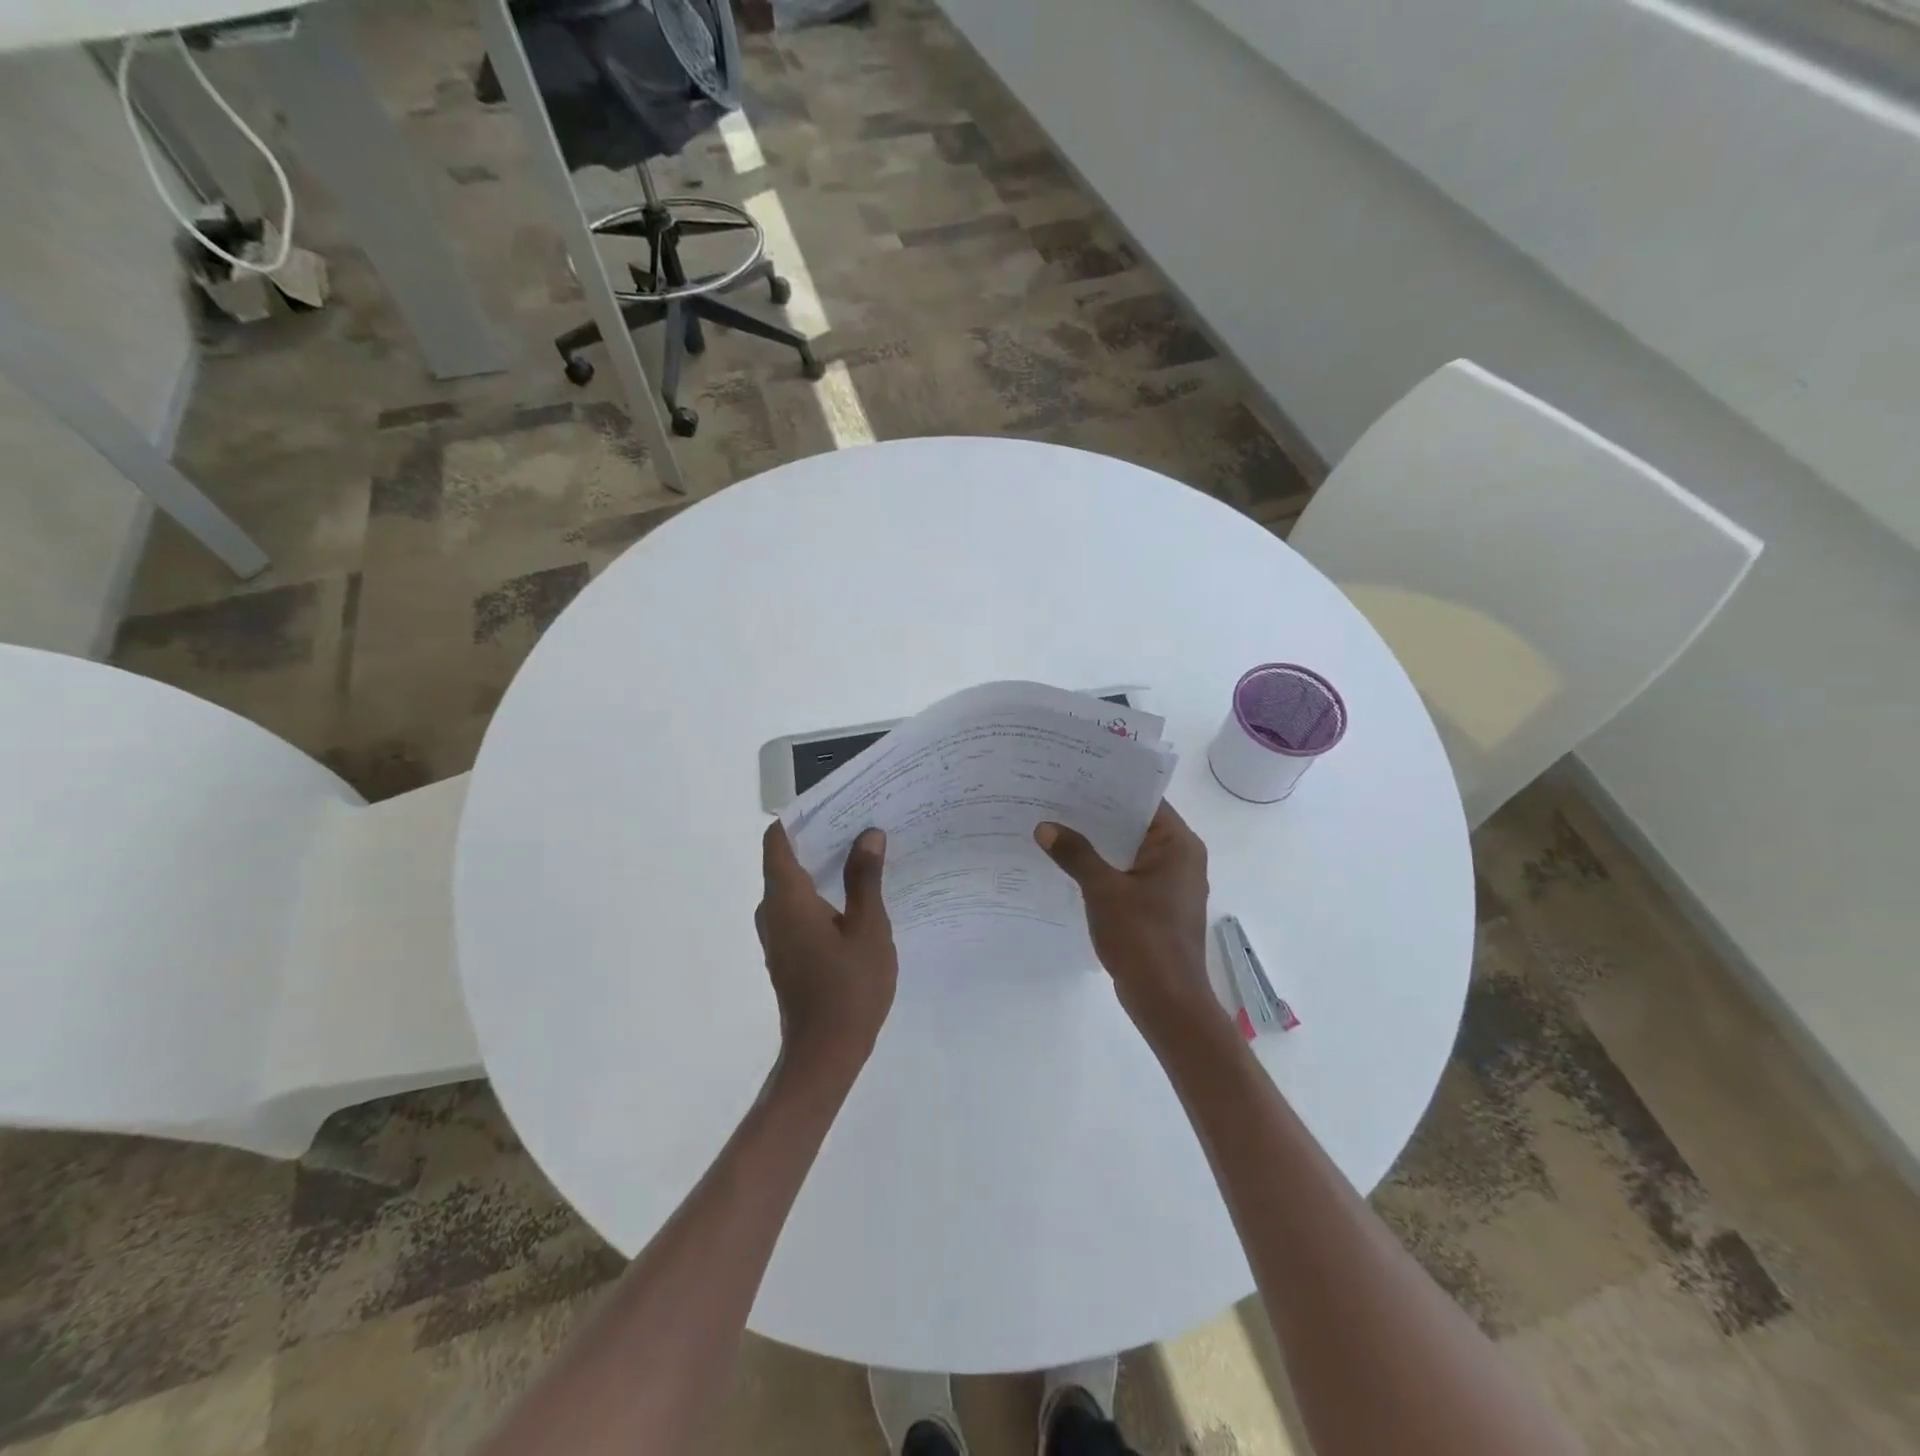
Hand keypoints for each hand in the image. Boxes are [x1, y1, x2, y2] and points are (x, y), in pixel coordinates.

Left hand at [756, 822, 897, 1082]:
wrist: (825, 1055)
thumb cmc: (849, 989)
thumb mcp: (868, 929)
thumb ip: (865, 879)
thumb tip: (868, 835)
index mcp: (786, 898)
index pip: (778, 840)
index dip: (803, 816)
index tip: (837, 802)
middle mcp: (772, 910)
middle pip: (787, 858)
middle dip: (821, 837)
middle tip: (863, 823)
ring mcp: (777, 934)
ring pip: (794, 884)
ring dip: (824, 865)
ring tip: (866, 852)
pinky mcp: (787, 951)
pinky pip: (799, 906)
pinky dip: (822, 891)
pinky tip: (857, 894)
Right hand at [1035, 801, 1222, 1041]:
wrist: (1167, 1001)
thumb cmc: (1143, 938)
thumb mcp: (1103, 891)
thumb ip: (1075, 854)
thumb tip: (1045, 826)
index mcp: (1178, 845)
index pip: (1144, 800)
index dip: (1110, 785)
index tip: (1074, 774)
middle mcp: (1179, 858)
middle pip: (1134, 824)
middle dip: (1096, 814)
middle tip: (1054, 796)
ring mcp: (1169, 884)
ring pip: (1128, 850)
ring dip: (1096, 842)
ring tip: (1055, 824)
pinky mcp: (1156, 905)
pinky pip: (1126, 874)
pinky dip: (1102, 867)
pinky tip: (1068, 864)